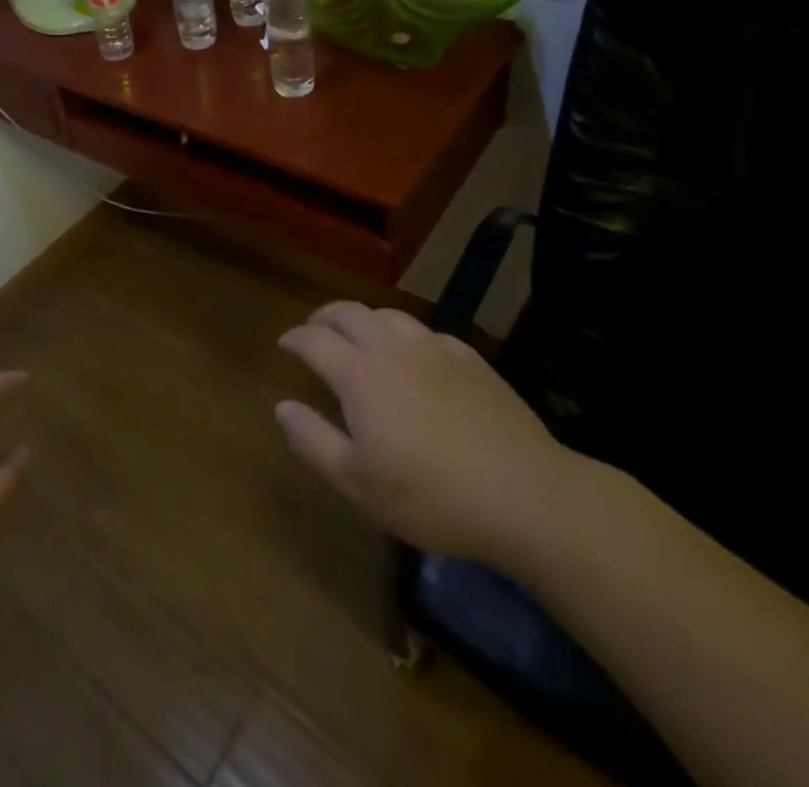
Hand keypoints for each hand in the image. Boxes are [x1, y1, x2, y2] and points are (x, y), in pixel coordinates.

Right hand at [275, 301, 578, 569]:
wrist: (525, 495)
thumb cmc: (431, 496)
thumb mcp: (358, 483)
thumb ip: (313, 441)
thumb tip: (282, 407)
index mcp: (359, 374)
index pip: (314, 339)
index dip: (295, 338)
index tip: (285, 344)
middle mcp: (392, 348)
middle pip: (349, 313)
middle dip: (324, 317)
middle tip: (315, 331)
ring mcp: (435, 348)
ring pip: (388, 315)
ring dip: (364, 320)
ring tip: (360, 337)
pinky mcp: (470, 358)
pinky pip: (426, 331)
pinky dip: (405, 335)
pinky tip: (414, 356)